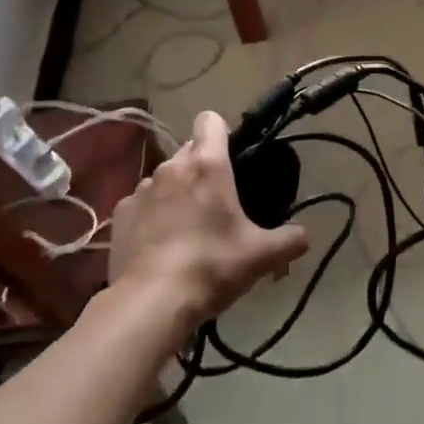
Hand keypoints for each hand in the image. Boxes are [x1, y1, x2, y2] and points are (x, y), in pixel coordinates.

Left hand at [109, 111, 308, 323]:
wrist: (151, 302)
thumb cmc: (212, 266)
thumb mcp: (261, 256)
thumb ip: (290, 240)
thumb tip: (304, 235)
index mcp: (207, 164)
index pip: (211, 120)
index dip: (223, 133)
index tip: (233, 158)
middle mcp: (172, 167)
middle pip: (189, 151)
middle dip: (202, 169)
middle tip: (218, 204)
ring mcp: (141, 189)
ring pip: (165, 178)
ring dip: (176, 193)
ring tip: (186, 229)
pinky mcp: (120, 214)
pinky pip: (141, 204)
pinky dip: (151, 216)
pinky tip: (159, 245)